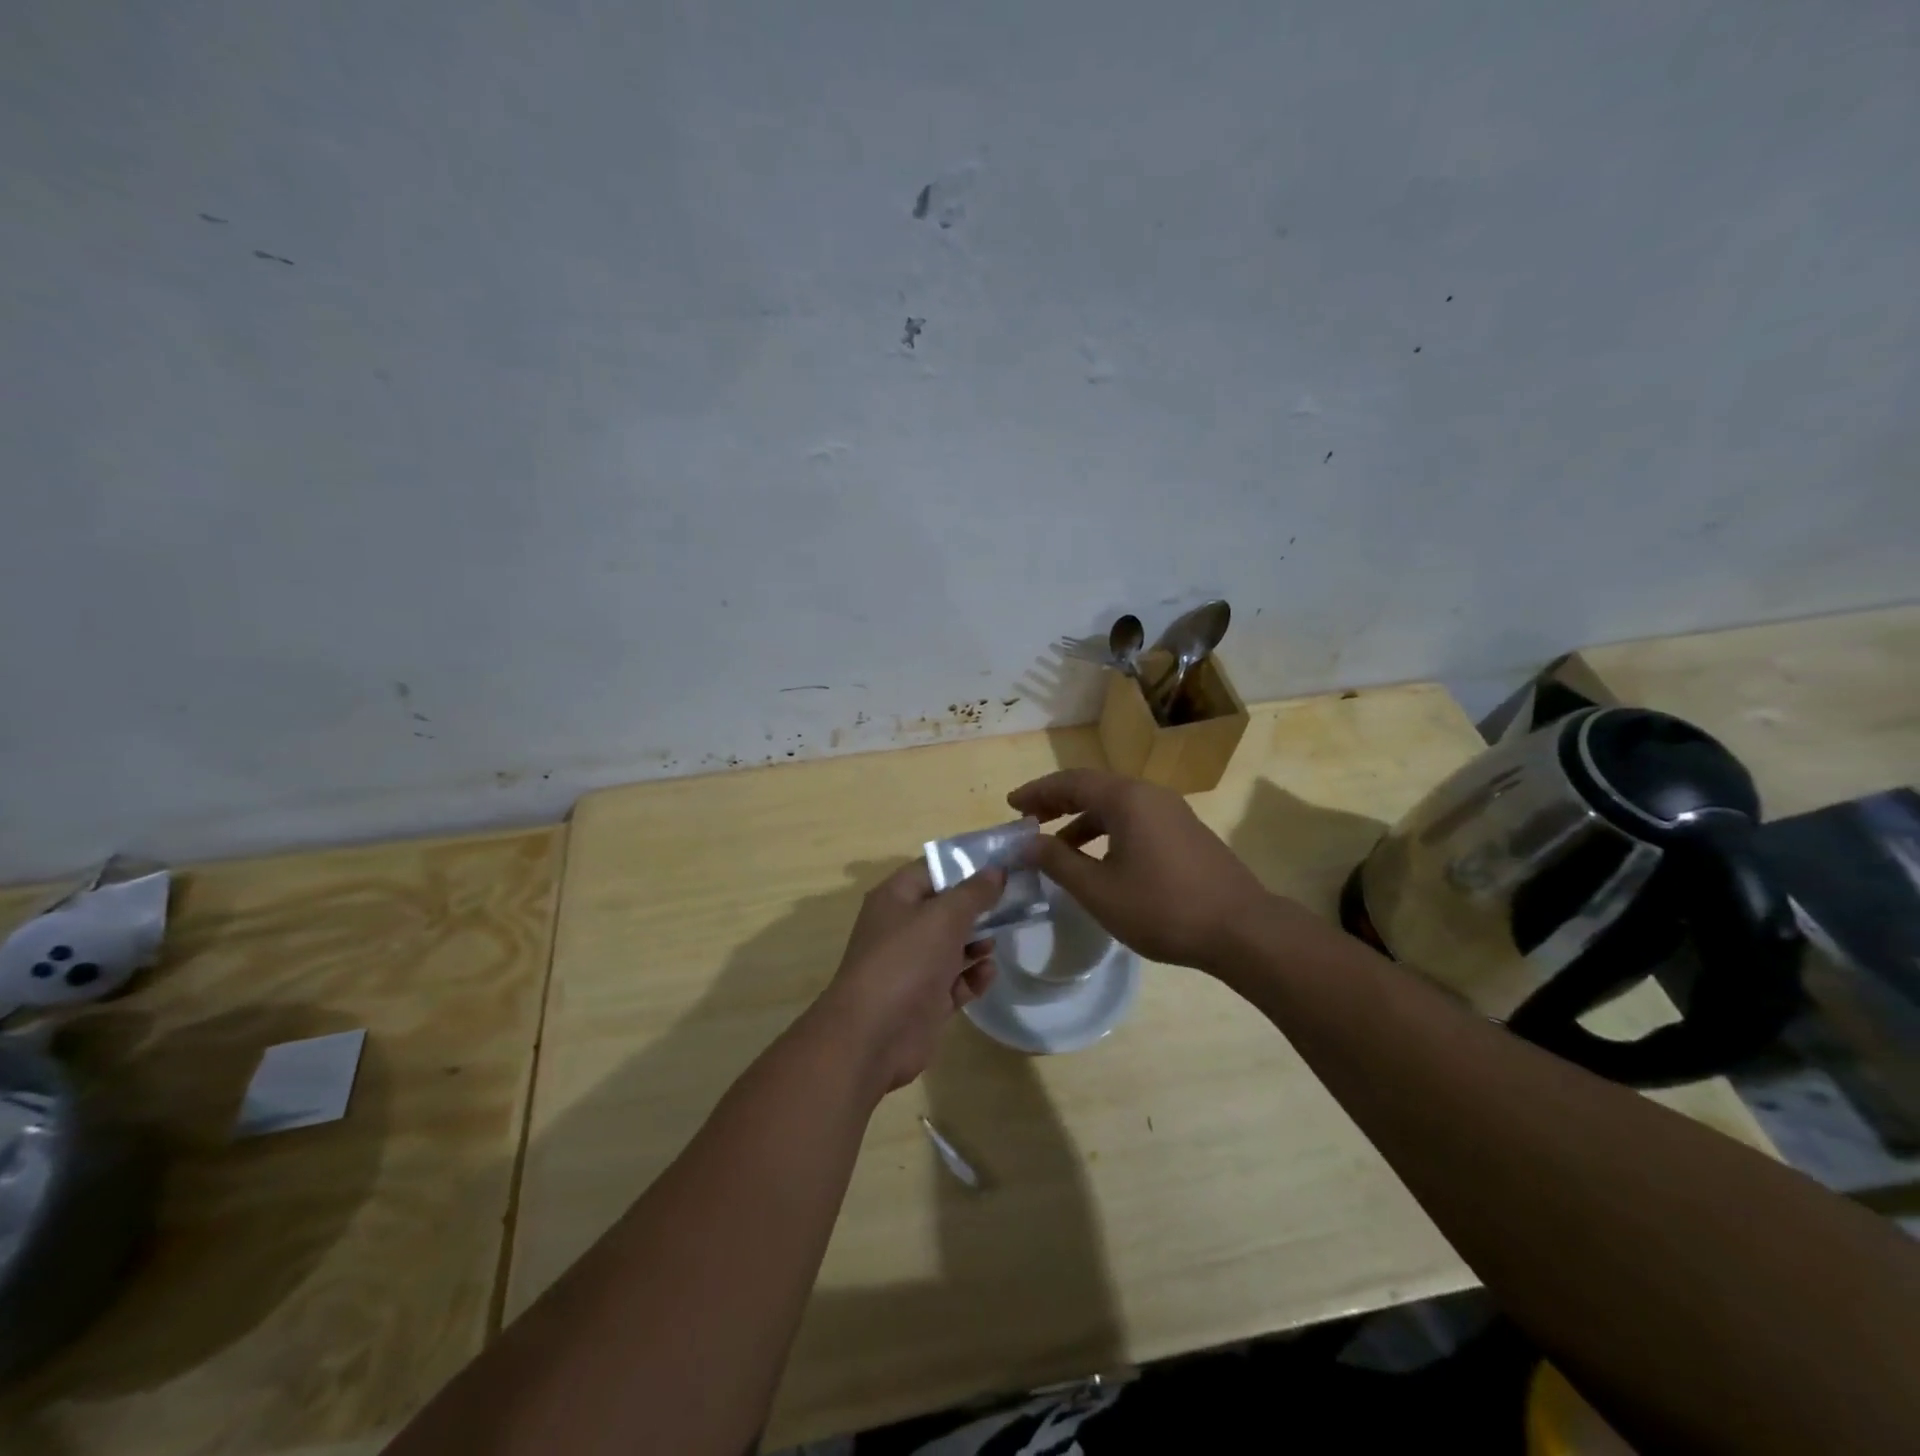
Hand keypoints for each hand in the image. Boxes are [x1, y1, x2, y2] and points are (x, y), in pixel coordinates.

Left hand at [813, 862, 1005, 1095]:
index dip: (966, 865)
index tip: (1003, 864)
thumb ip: (973, 892)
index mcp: (896, 898)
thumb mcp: (944, 917)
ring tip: (995, 944)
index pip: (933, 870)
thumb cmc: (906, 961)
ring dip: (977, 943)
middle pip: (946, 908)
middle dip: (978, 908)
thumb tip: (996, 870)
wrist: (873, 1036)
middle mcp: (902, 927)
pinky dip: (972, 976)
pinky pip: (956, 981)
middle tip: (1014, 904)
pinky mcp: (925, 999)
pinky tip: (987, 974)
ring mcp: (913, 965)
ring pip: (953, 945)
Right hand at [1008, 768, 1278, 970]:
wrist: (1241, 929)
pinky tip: (1099, 860)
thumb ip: (1058, 862)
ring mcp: (1172, 812)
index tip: (1011, 806)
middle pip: (1093, 787)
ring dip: (1082, 819)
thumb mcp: (1098, 890)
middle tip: (1028, 820)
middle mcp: (1149, 794)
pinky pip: (1135, 819)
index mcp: (1126, 799)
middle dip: (1057, 802)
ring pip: (1116, 805)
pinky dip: (1107, 830)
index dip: (1037, 792)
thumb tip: (1026, 843)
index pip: (1070, 782)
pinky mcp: (1185, 832)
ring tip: (1057, 846)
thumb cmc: (1162, 908)